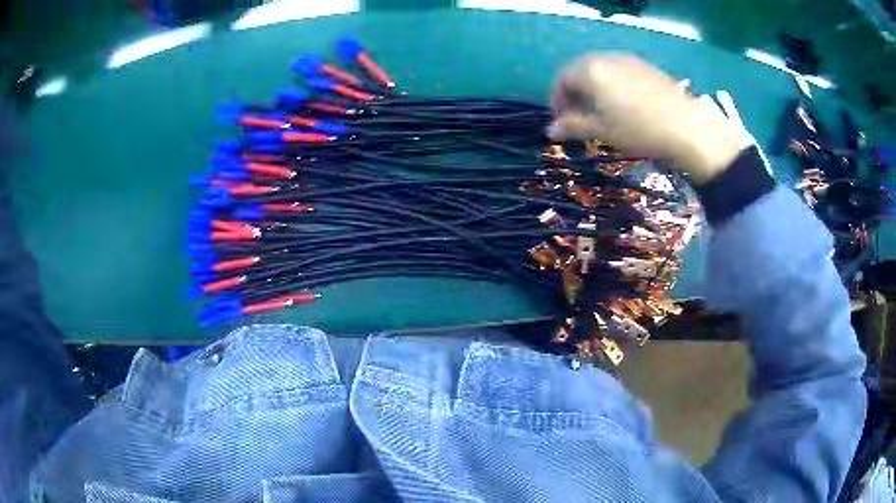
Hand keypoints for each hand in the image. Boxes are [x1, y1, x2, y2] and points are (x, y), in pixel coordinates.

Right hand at [548, 54, 743, 182]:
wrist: (687, 128)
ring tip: (602, 111)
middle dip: (574, 92)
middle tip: (580, 116)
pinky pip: (619, 71)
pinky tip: (624, 104)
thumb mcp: (603, 131)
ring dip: (593, 88)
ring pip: (601, 69)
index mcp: (590, 70)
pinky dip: (612, 84)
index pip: (562, 78)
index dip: (557, 99)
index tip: (562, 120)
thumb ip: (574, 126)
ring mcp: (629, 60)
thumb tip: (550, 130)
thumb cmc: (639, 130)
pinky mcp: (646, 66)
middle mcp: (606, 58)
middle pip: (580, 70)